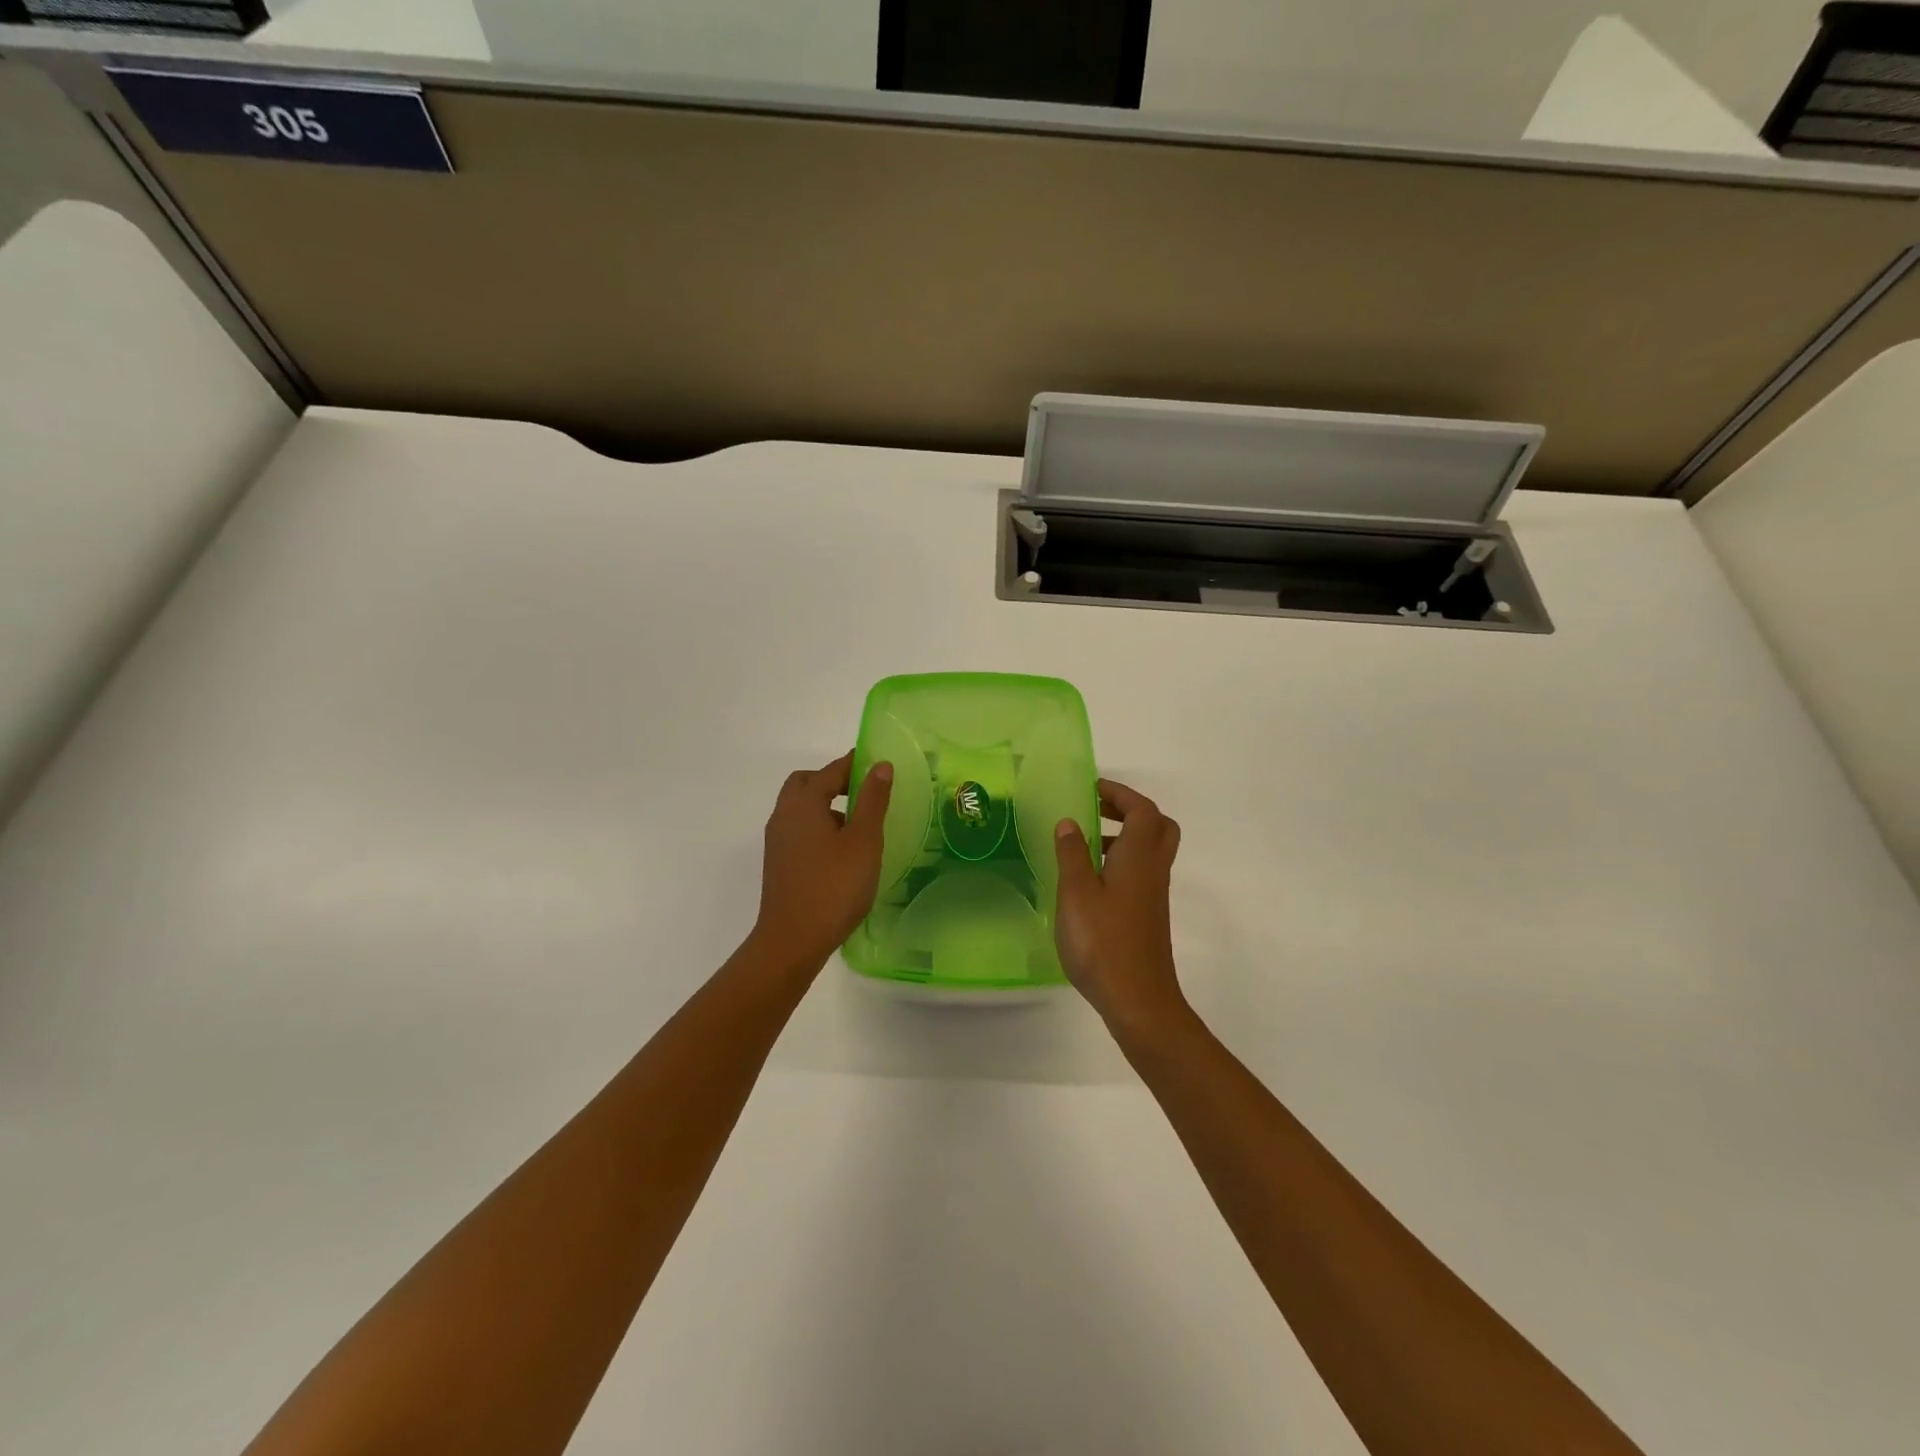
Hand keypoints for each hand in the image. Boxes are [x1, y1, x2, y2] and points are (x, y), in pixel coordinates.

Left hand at [751, 751, 893, 969]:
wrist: (792, 940)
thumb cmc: (834, 886)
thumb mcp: (864, 841)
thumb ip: (872, 800)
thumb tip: (880, 765)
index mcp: (804, 803)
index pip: (831, 771)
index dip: (854, 764)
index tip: (877, 763)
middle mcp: (784, 815)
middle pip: (806, 784)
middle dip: (833, 781)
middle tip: (863, 791)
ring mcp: (777, 840)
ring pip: (800, 808)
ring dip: (826, 805)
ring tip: (858, 823)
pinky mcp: (778, 862)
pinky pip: (798, 829)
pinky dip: (818, 825)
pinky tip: (841, 849)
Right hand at [1053, 779, 1190, 1039]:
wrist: (1138, 1000)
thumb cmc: (1103, 942)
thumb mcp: (1076, 894)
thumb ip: (1071, 854)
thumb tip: (1068, 822)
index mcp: (1139, 857)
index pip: (1142, 810)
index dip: (1120, 793)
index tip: (1091, 789)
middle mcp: (1153, 870)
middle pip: (1156, 825)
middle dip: (1128, 810)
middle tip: (1095, 810)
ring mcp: (1153, 894)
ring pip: (1149, 850)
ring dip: (1122, 836)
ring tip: (1083, 842)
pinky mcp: (1147, 915)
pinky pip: (1140, 872)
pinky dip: (1120, 861)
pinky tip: (1089, 880)